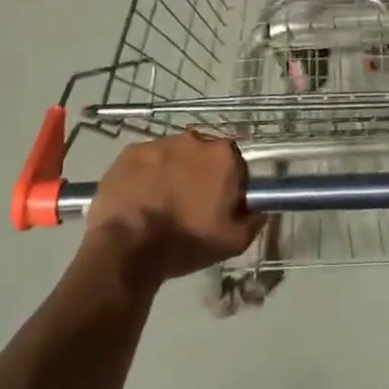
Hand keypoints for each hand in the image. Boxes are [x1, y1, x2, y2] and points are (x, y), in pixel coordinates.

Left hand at [83, 133, 262, 286]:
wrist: (127, 248)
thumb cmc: (185, 242)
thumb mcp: (233, 242)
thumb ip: (254, 220)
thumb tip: (261, 208)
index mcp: (223, 155)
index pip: (235, 162)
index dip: (229, 182)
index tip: (220, 202)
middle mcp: (194, 139)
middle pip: (203, 154)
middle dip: (200, 173)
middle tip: (190, 204)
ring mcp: (159, 143)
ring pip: (173, 155)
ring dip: (172, 172)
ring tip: (161, 203)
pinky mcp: (130, 152)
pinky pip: (145, 160)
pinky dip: (145, 175)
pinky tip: (139, 199)